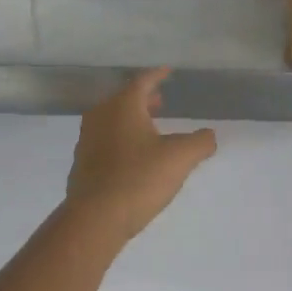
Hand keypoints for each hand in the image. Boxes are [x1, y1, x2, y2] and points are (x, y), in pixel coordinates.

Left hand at [62, 68, 217, 243]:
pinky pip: (105, 140)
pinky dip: (121, 139)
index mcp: (123, 106)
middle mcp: (101, 116)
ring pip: (112, 119)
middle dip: (144, 98)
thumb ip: (200, 142)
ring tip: (150, 128)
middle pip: (124, 99)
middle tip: (160, 101)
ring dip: (132, 119)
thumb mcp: (179, 158)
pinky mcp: (82, 163)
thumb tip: (209, 135)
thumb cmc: (138, 179)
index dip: (158, 75)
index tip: (168, 71)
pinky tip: (133, 156)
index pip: (143, 81)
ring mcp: (87, 140)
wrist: (95, 219)